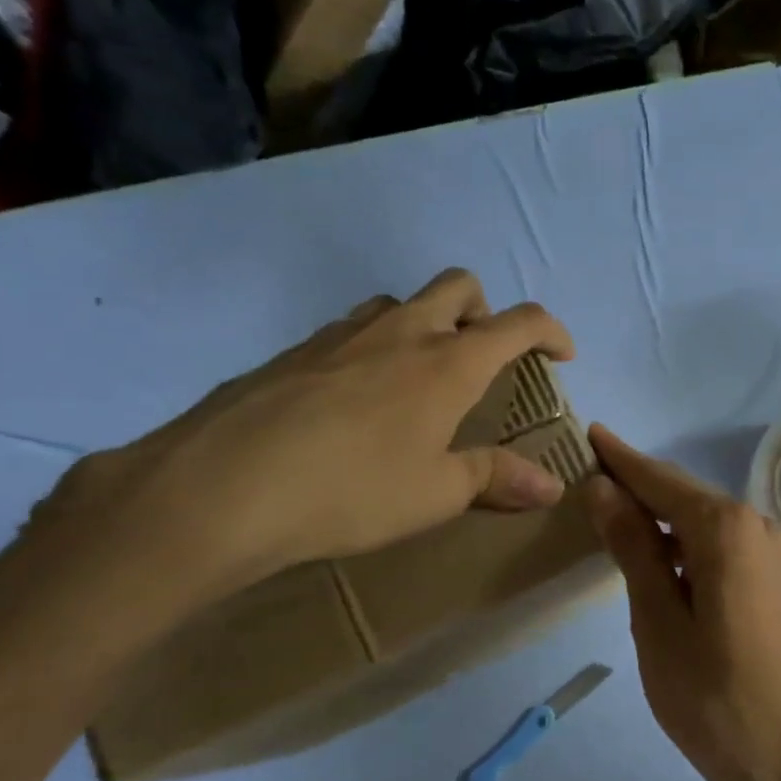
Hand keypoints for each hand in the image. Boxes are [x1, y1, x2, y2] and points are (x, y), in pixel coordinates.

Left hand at [43, 269, 574, 596]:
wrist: (219, 487)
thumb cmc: (352, 490)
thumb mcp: (435, 493)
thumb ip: (496, 479)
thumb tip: (551, 487)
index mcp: (448, 363)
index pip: (519, 323)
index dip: (551, 331)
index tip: (562, 355)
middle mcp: (401, 333)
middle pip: (458, 287)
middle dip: (485, 311)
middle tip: (484, 356)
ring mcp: (340, 335)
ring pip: (399, 303)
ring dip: (425, 324)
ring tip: (419, 379)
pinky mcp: (291, 352)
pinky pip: (349, 332)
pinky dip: (373, 349)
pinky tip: (353, 402)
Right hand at [582, 425, 780, 780]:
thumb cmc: (710, 694)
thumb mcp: (657, 618)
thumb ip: (633, 547)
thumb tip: (604, 489)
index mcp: (724, 528)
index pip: (660, 480)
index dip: (621, 459)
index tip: (590, 432)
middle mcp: (754, 526)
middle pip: (683, 494)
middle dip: (638, 483)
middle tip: (590, 472)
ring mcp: (768, 554)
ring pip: (701, 520)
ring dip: (659, 515)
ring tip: (611, 511)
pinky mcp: (771, 581)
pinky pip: (718, 544)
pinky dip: (682, 542)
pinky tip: (655, 556)